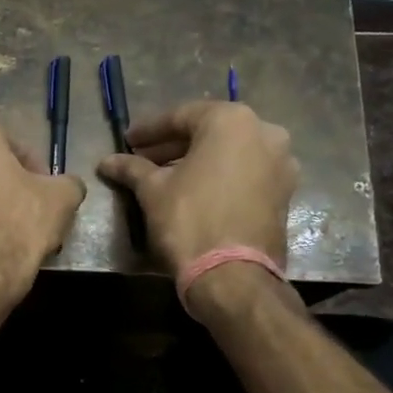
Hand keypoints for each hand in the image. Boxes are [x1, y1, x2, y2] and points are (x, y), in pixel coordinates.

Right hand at [97, 101, 297, 274]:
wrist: (233, 276)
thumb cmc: (189, 220)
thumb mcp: (153, 191)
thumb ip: (132, 168)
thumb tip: (107, 162)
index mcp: (232, 121)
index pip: (181, 116)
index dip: (149, 130)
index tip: (127, 141)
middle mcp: (264, 133)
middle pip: (209, 132)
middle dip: (174, 145)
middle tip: (143, 158)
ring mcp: (281, 163)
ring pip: (230, 153)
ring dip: (198, 160)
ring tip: (166, 176)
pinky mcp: (285, 193)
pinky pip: (246, 173)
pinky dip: (220, 176)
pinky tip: (194, 191)